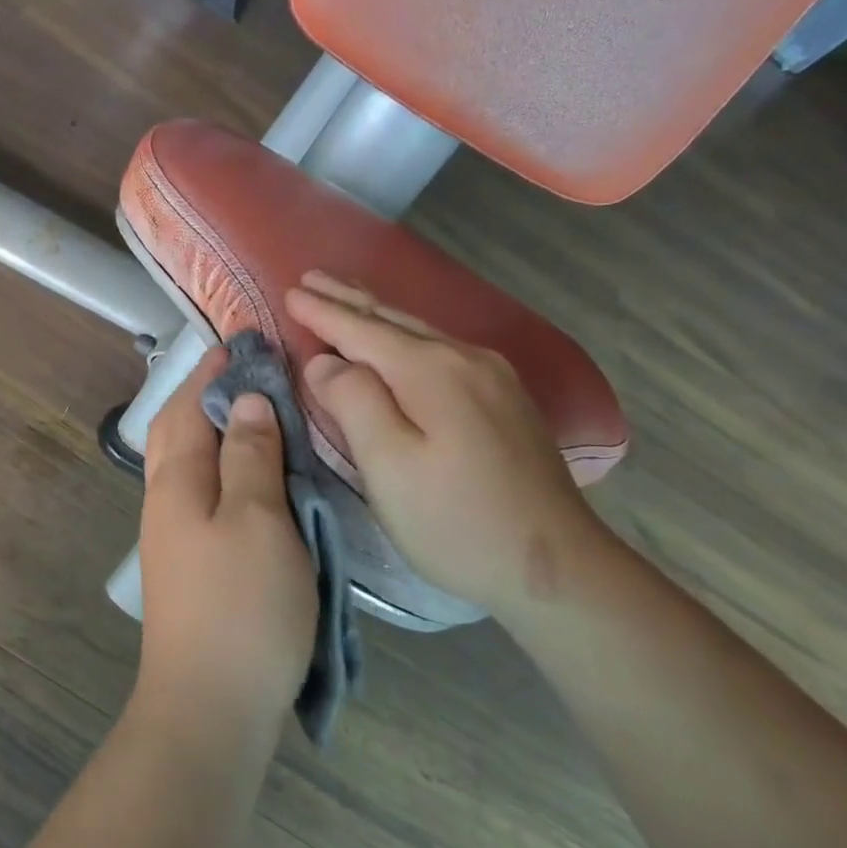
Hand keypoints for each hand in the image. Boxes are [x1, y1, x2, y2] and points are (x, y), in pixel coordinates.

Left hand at [136, 348, 317, 733]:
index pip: (189, 404)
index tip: (242, 340)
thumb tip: (245, 400)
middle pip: (175, 429)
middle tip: (244, 370)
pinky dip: (220, 466)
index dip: (214, 370)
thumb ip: (251, 456)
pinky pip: (199, 492)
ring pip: (185, 461)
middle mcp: (164, 499)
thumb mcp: (258, 520)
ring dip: (210, 428)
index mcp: (176, 480)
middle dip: (203, 393)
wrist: (209, 705)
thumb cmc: (242, 607)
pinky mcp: (187, 562)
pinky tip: (247, 474)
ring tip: (251, 412)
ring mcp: (171, 533)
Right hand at [284, 272, 614, 615]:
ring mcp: (493, 378)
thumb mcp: (389, 466)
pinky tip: (398, 342)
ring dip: (376, 316)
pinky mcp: (505, 401)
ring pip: (420, 333)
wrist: (558, 568)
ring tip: (345, 299)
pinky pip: (440, 351)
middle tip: (311, 278)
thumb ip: (353, 402)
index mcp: (432, 371)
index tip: (289, 291)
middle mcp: (465, 359)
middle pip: (394, 321)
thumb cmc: (456, 521)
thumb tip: (326, 361)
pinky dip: (404, 339)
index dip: (322, 312)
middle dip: (349, 299)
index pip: (363, 330)